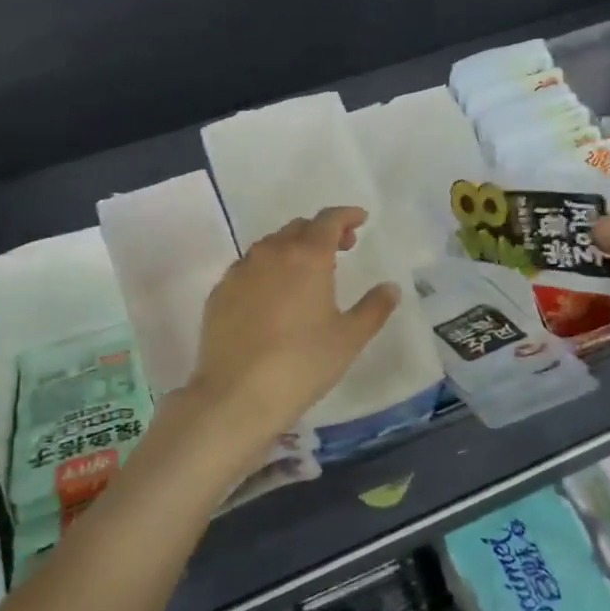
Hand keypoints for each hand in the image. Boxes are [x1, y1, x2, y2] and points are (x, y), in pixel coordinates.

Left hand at [181, 206, 399, 467]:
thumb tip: (390, 287)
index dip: (347, 216)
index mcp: (307, 257)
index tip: (360, 220)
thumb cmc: (302, 363)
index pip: (328, 220)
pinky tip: (272, 295)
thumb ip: (374, 308)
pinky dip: (266, 270)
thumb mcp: (349, 338)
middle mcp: (271, 253)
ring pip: (270, 246)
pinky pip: (248, 268)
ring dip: (292, 249)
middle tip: (340, 249)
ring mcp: (240, 271)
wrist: (236, 394)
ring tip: (306, 272)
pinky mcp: (219, 293)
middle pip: (298, 228)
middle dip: (321, 232)